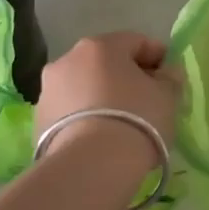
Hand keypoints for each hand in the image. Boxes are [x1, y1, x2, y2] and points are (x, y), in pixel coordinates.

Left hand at [36, 33, 182, 161]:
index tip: (170, 78)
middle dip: (127, 77)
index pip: (136, 42)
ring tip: (122, 124)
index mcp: (100, 46)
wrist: (90, 167)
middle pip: (106, 63)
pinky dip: (85, 118)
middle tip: (148, 101)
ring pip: (84, 87)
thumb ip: (170, 78)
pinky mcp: (38, 121)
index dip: (158, 57)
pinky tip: (100, 139)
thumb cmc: (137, 120)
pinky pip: (70, 112)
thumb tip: (166, 72)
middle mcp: (68, 59)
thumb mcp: (167, 96)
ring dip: (102, 97)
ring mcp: (48, 90)